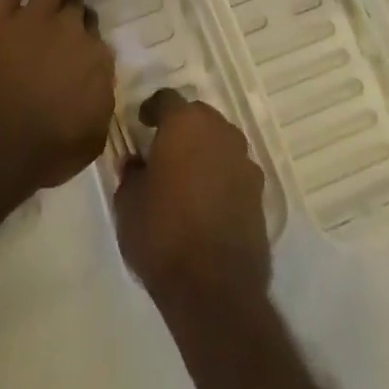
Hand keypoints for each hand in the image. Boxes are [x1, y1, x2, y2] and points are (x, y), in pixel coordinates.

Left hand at [0, 0, 115, 202]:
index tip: (83, 36)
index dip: (88, 36)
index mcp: (97, 61)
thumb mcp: (90, 138)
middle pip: (78, 7)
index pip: (96, 40)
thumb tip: (100, 88)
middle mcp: (73, 30)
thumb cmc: (45, 149)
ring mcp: (38, 14)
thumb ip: (99, 105)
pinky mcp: (4, 8)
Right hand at [115, 90, 271, 310]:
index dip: (152, 108)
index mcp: (184, 124)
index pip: (167, 98)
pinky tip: (208, 200)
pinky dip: (222, 176)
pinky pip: (235, 171)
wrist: (215, 290)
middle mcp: (219, 132)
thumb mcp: (128, 203)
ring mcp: (244, 162)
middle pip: (199, 116)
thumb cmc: (163, 235)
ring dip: (205, 150)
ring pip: (221, 141)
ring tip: (188, 175)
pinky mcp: (260, 194)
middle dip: (182, 126)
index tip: (142, 123)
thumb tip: (137, 163)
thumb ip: (131, 174)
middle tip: (165, 148)